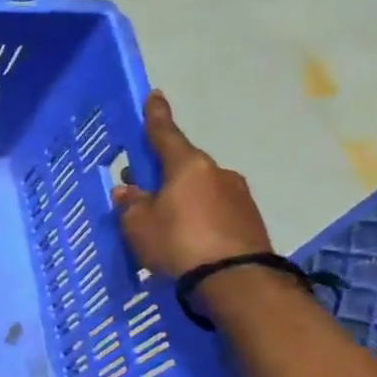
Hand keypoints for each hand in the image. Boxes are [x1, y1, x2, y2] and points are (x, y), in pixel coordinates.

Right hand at [111, 91, 271, 278]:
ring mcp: (238, 196)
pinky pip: (213, 209)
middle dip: (161, 172)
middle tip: (139, 184)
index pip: (165, 134)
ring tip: (160, 218)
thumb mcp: (139, 225)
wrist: (236, 280)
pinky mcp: (249, 220)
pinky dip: (196, 215)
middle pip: (182, 165)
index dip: (156, 116)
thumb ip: (131, 204)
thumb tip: (127, 192)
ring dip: (179, 196)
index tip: (154, 96)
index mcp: (187, 166)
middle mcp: (216, 173)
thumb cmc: (178, 242)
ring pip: (198, 188)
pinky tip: (183, 234)